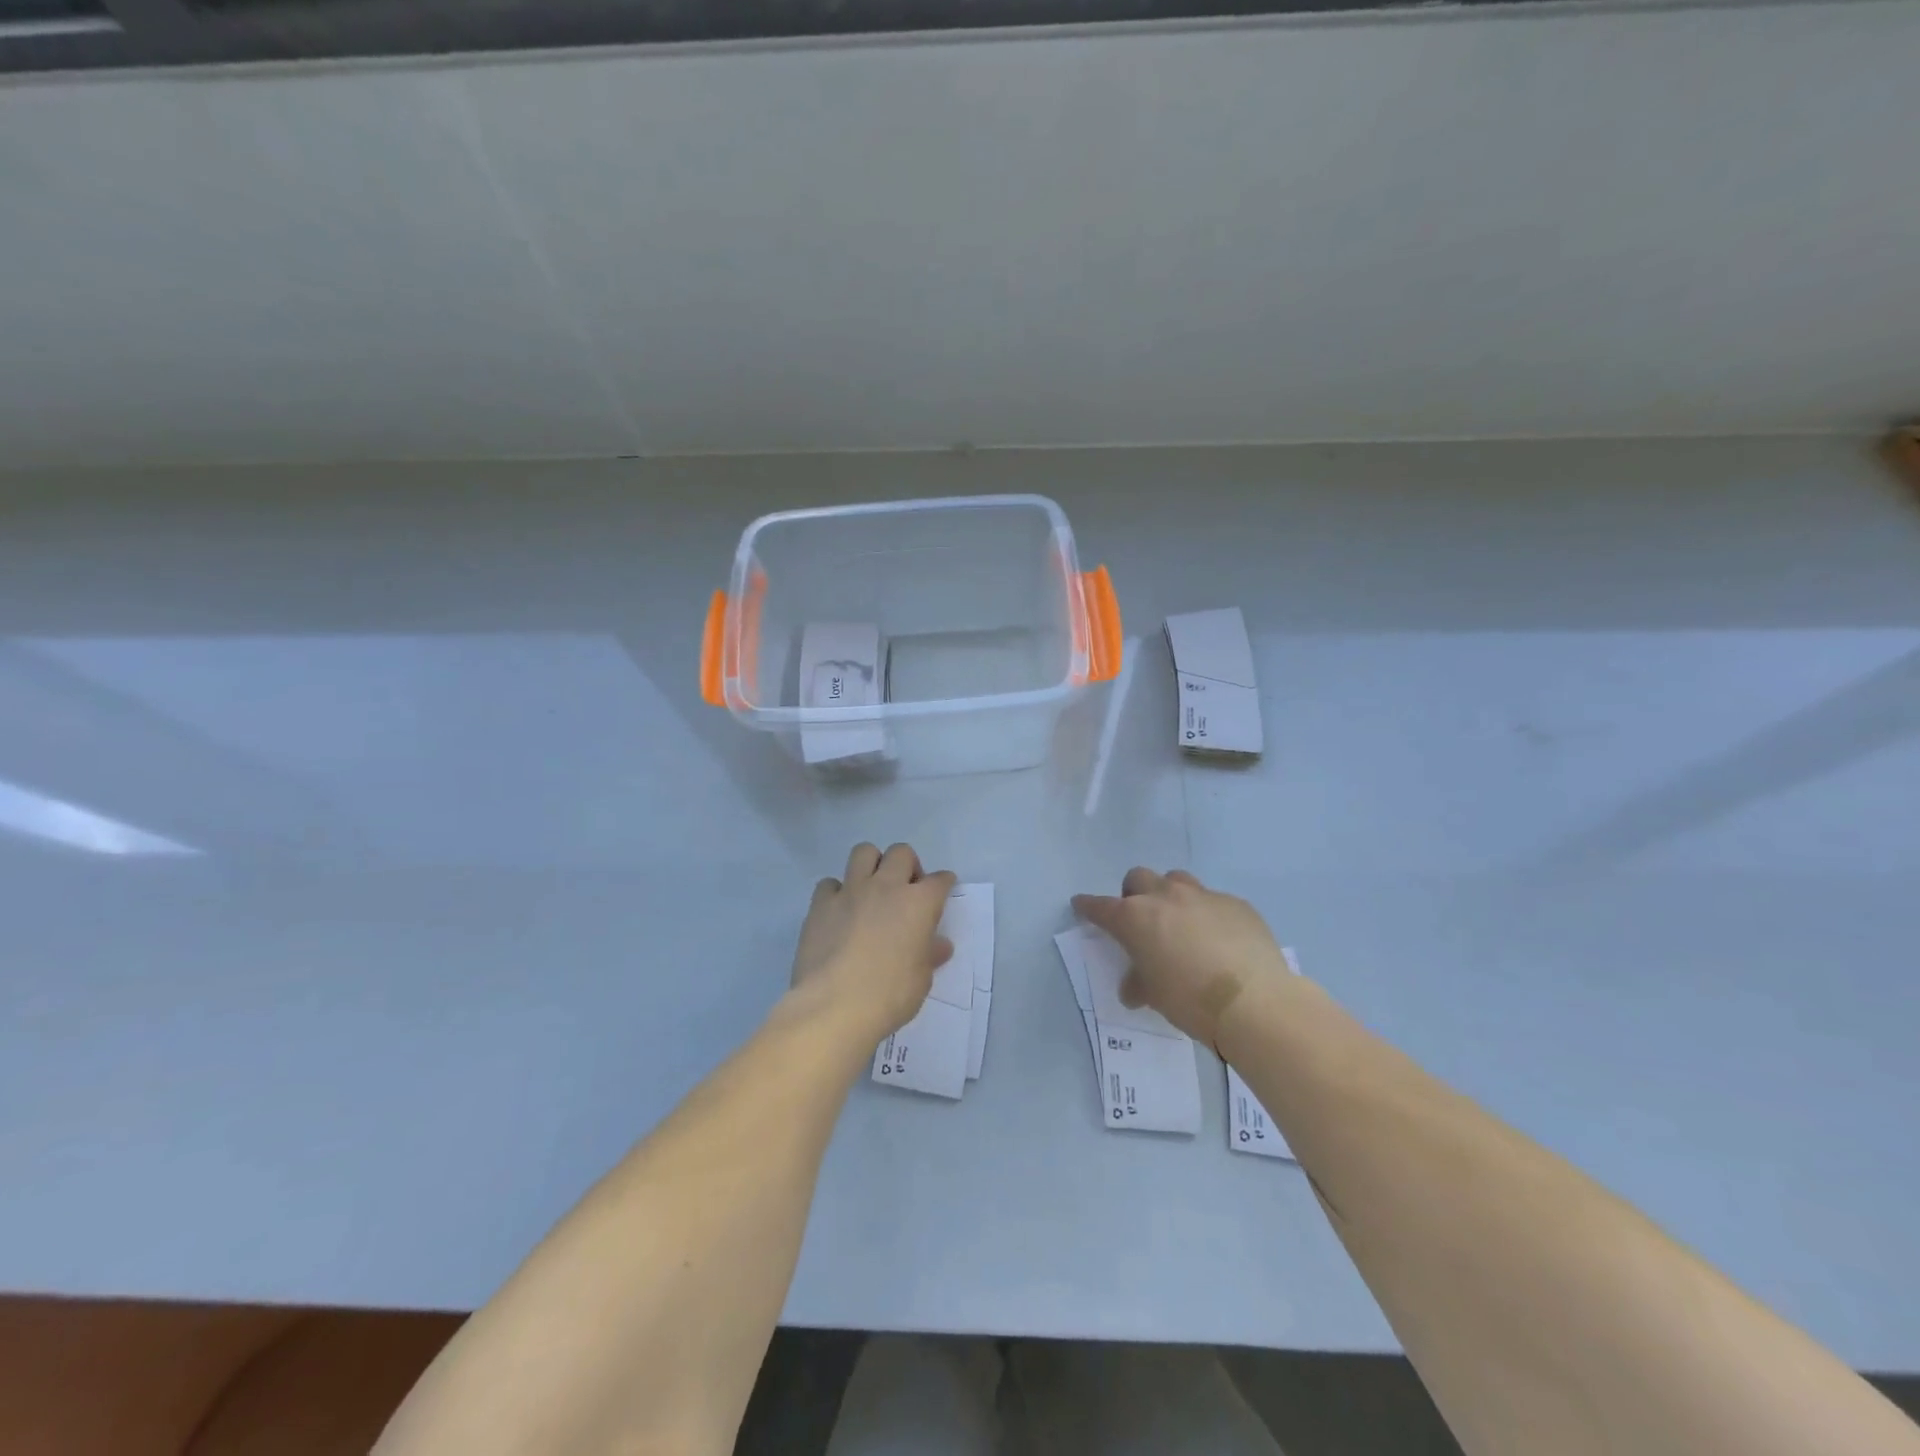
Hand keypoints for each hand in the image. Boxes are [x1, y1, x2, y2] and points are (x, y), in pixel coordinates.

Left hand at [790, 842, 956, 1041]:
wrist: (835, 1006)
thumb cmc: (890, 995)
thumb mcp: (921, 979)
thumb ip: (929, 955)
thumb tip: (938, 945)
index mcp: (919, 903)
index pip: (939, 880)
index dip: (943, 883)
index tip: (942, 890)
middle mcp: (886, 887)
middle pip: (901, 852)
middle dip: (907, 865)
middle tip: (905, 890)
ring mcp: (851, 891)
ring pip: (864, 852)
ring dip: (872, 865)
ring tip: (872, 888)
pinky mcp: (820, 904)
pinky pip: (829, 883)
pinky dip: (836, 892)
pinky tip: (838, 911)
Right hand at [1072, 868, 1290, 1046]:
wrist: (1254, 1001)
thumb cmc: (1190, 1000)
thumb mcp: (1155, 996)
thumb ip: (1139, 983)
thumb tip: (1135, 988)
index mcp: (1135, 918)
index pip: (1101, 907)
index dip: (1088, 907)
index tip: (1082, 905)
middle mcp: (1165, 897)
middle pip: (1138, 878)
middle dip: (1133, 894)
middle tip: (1141, 919)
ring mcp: (1203, 896)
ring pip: (1177, 880)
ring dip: (1170, 895)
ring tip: (1180, 923)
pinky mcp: (1236, 904)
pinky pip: (1213, 900)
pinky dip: (1207, 914)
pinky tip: (1219, 939)